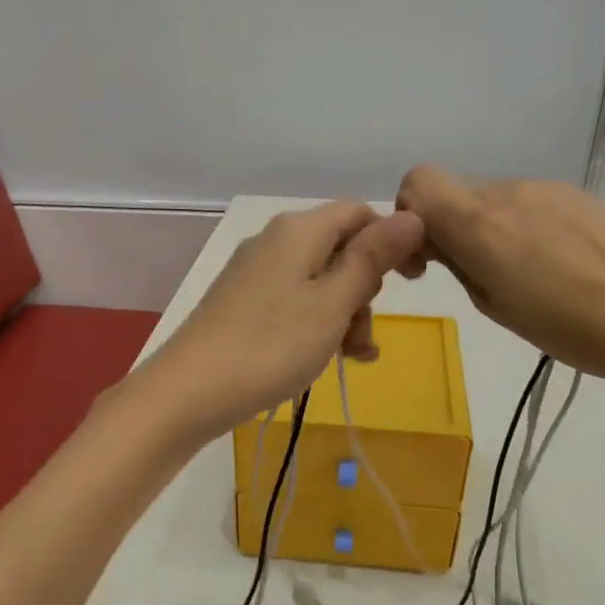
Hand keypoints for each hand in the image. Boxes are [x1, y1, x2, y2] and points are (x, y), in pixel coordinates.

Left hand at [141, 201, 425, 440]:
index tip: (414, 282)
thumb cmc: (271, 345)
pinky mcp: (243, 304)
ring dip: (344, 316)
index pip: (360, 214)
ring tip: (351, 358)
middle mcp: (275, 241)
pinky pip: (294, 304)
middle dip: (365, 291)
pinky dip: (316, 325)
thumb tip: (412, 215)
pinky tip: (325, 359)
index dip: (393, 241)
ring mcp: (255, 274)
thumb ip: (371, 259)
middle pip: (340, 250)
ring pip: (319, 283)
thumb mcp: (333, 303)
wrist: (190, 391)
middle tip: (364, 334)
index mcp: (299, 230)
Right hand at [395, 165, 604, 391]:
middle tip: (474, 275)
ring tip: (522, 276)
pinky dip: (521, 227)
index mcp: (479, 222)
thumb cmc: (567, 328)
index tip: (427, 257)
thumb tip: (442, 243)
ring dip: (489, 229)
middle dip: (450, 229)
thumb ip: (458, 264)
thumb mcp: (494, 306)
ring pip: (492, 200)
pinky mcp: (577, 195)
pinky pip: (528, 203)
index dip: (410, 215)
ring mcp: (546, 189)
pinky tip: (553, 264)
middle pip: (455, 194)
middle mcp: (508, 192)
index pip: (417, 183)